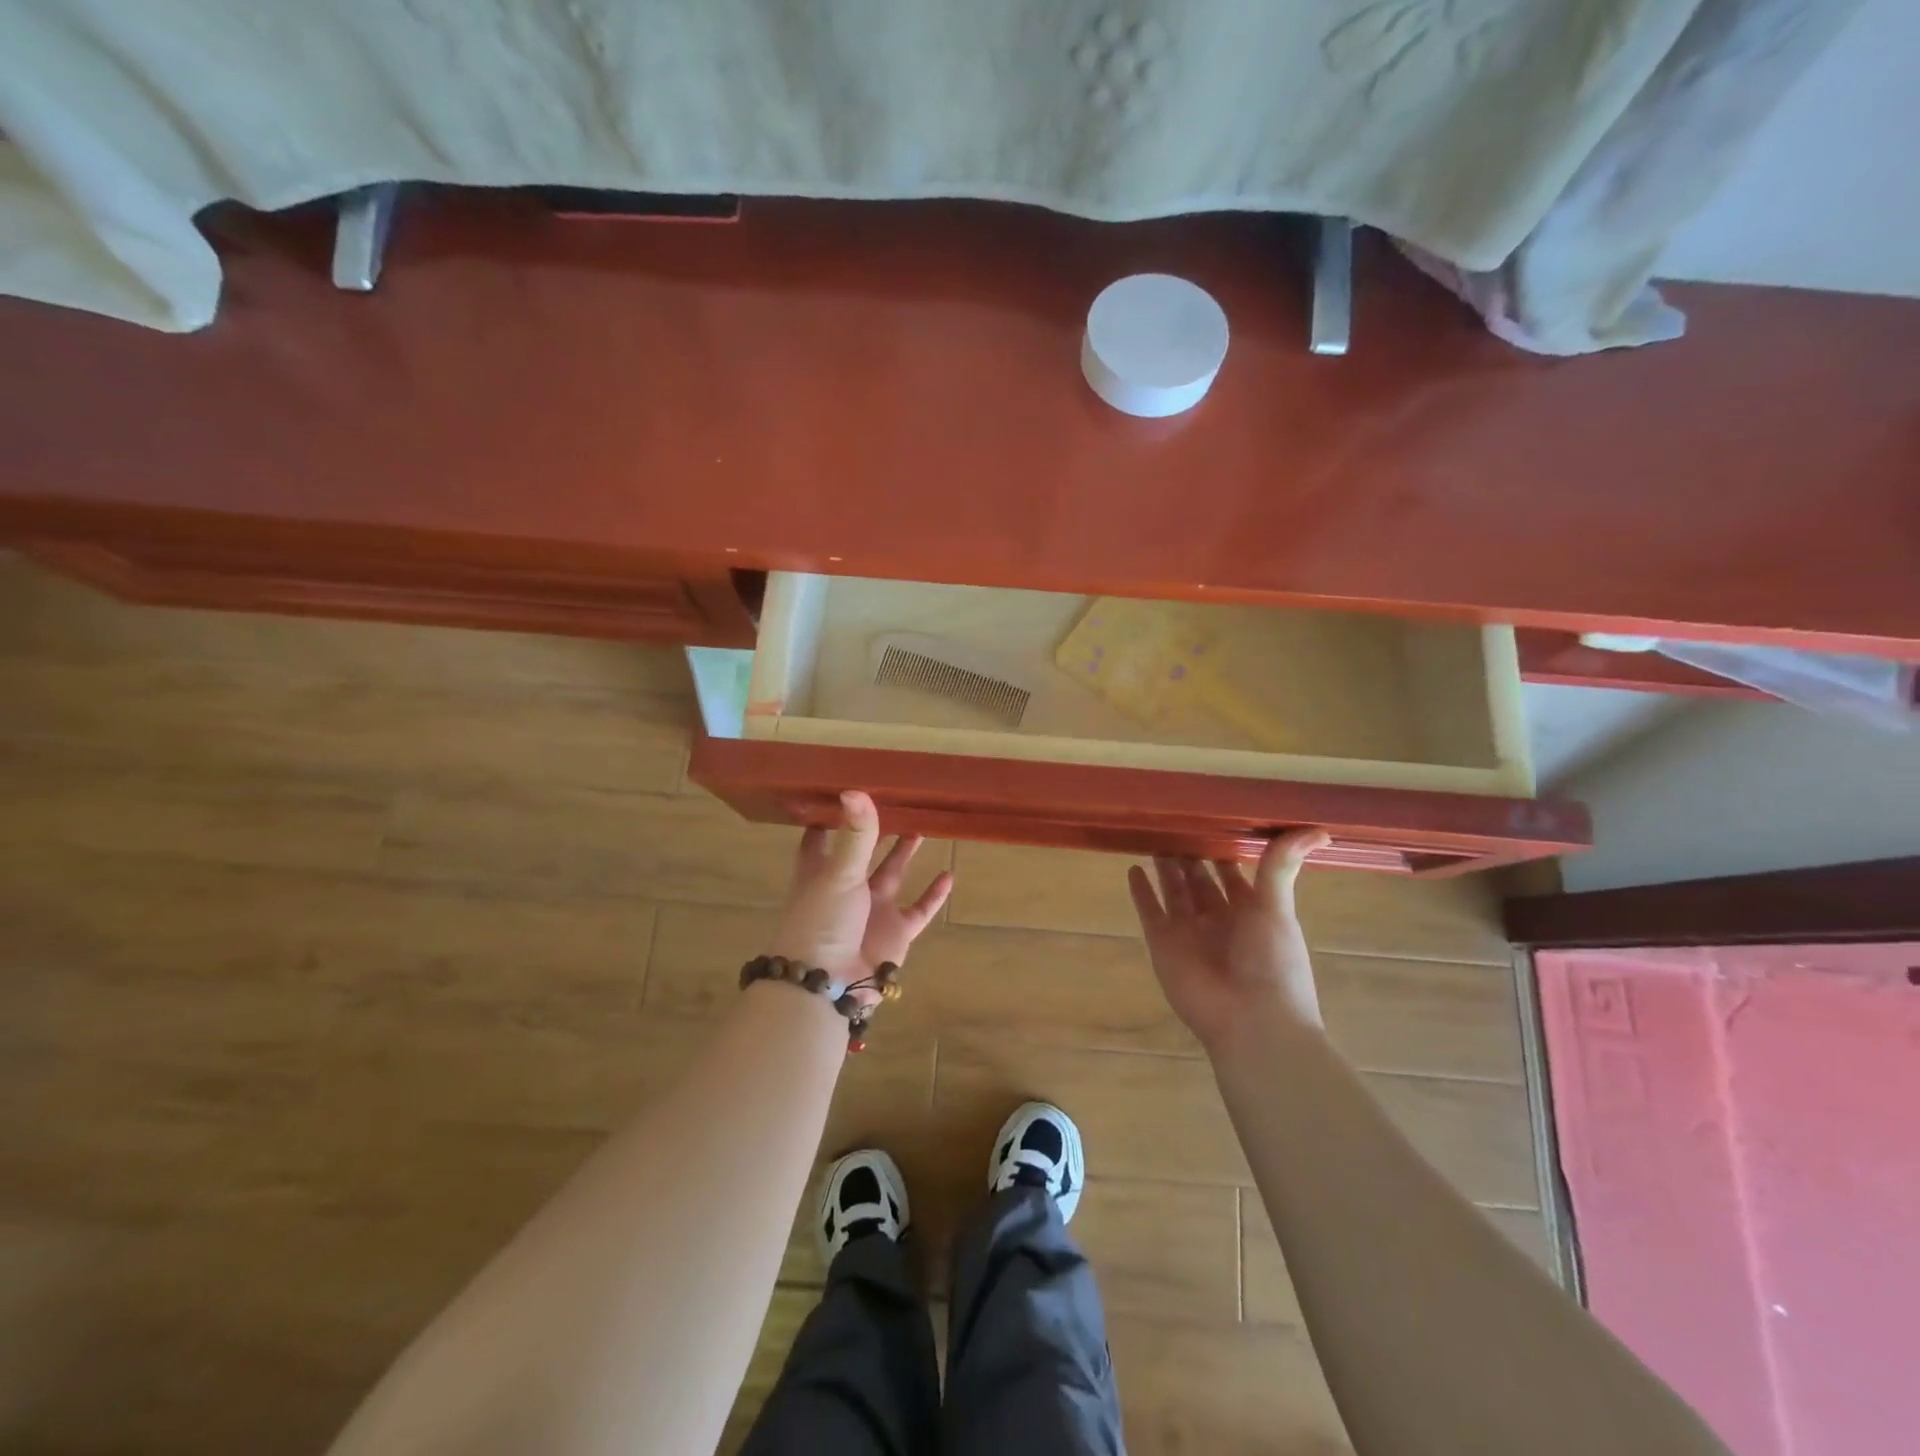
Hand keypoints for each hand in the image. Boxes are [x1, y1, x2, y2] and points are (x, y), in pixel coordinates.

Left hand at [766, 791, 952, 1004]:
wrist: (828, 984)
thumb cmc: (822, 921)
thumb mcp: (839, 873)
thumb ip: (855, 834)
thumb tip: (856, 789)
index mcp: (820, 871)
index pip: (819, 837)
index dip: (829, 816)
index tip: (842, 789)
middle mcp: (845, 887)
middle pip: (862, 851)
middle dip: (875, 830)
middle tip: (896, 802)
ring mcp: (871, 910)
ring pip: (891, 875)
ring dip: (904, 854)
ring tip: (921, 827)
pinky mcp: (894, 933)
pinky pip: (918, 910)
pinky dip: (933, 895)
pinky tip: (948, 875)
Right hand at [1127, 829, 1330, 1051]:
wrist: (1250, 1022)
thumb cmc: (1272, 963)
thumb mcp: (1278, 909)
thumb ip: (1281, 866)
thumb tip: (1319, 831)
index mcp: (1250, 912)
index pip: (1232, 873)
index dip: (1222, 849)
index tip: (1210, 819)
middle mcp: (1218, 919)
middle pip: (1199, 880)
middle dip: (1189, 855)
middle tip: (1175, 822)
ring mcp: (1189, 931)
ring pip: (1174, 891)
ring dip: (1165, 868)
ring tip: (1154, 836)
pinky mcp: (1162, 943)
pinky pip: (1149, 911)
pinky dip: (1141, 892)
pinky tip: (1133, 869)